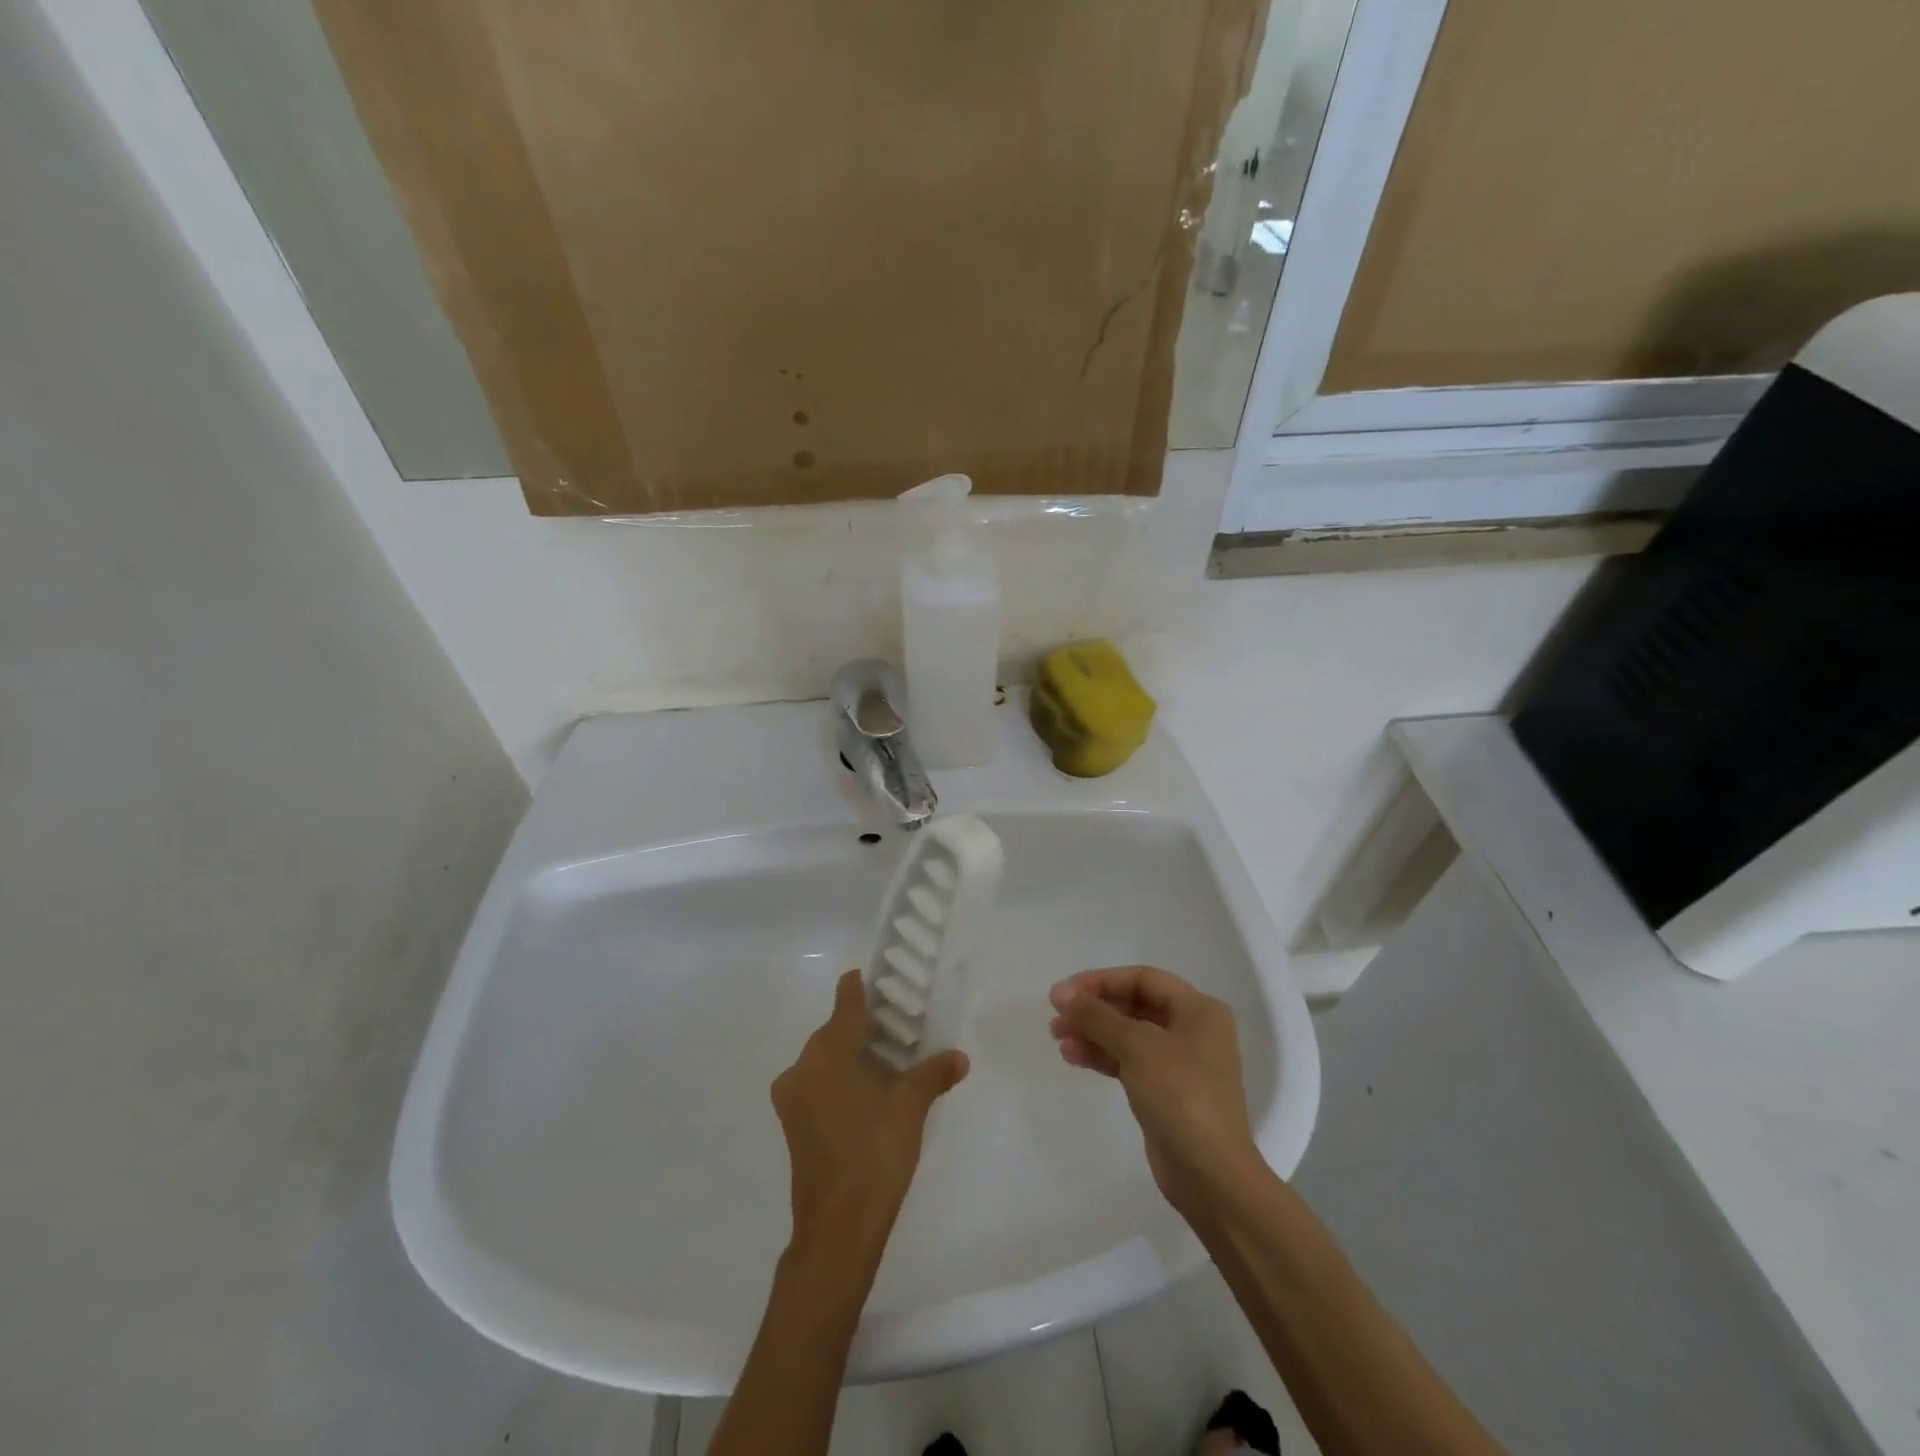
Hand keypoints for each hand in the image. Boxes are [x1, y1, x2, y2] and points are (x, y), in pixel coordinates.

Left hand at [772, 970, 969, 1272]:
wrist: (838, 1227)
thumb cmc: (875, 1153)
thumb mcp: (911, 1106)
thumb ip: (934, 1074)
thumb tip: (960, 1058)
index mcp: (828, 1054)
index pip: (844, 1006)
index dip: (856, 989)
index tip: (866, 975)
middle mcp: (803, 1068)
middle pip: (832, 1032)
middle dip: (860, 1026)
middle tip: (893, 1023)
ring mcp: (793, 1098)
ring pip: (823, 1060)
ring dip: (850, 1054)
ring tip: (885, 1058)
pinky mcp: (793, 1124)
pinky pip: (817, 1083)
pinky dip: (839, 1078)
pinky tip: (867, 1091)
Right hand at [1048, 965, 1259, 1216]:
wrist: (1211, 1175)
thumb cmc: (1180, 1095)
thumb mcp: (1136, 1046)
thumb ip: (1096, 1016)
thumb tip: (1060, 993)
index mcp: (1198, 1009)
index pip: (1143, 979)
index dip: (1102, 981)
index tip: (1066, 992)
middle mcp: (1192, 1030)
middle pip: (1134, 1005)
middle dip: (1094, 1009)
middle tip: (1057, 1017)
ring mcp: (1180, 1063)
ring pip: (1128, 1035)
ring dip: (1093, 1033)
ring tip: (1058, 1038)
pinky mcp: (1166, 1092)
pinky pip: (1129, 1062)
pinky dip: (1103, 1056)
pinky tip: (1074, 1057)